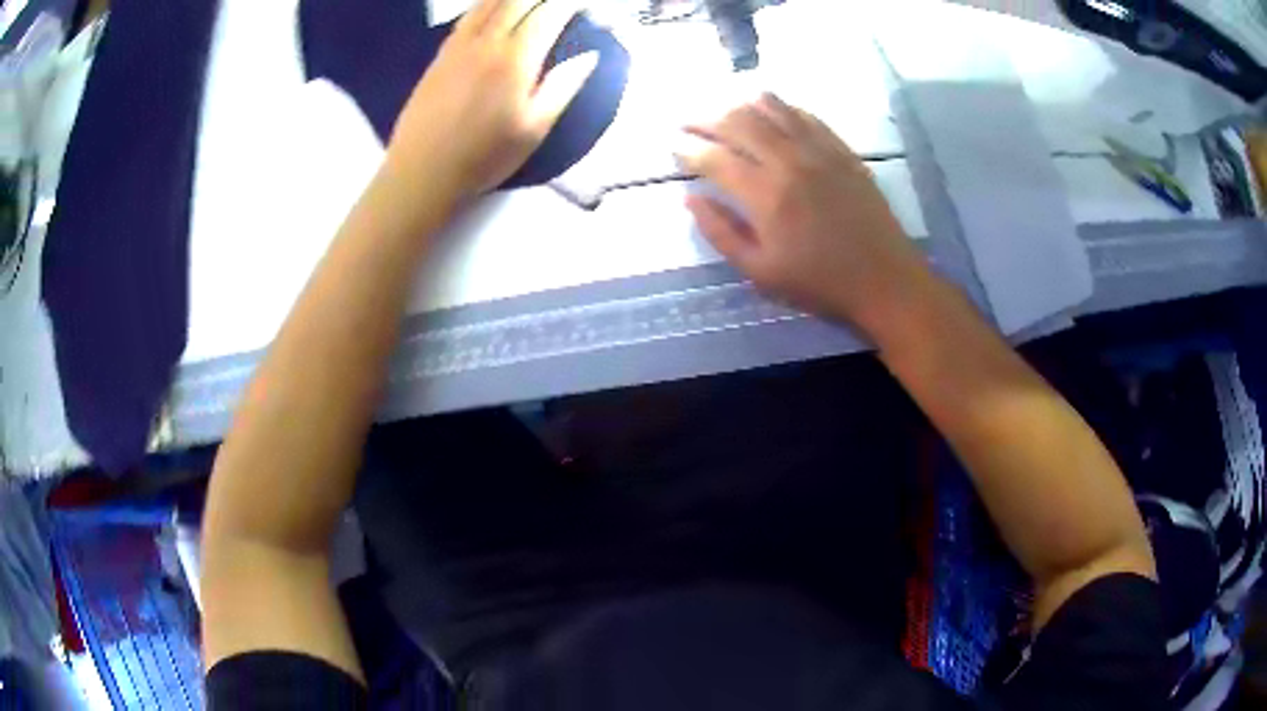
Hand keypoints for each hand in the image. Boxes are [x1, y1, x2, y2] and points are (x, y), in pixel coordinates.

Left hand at [387, 0, 598, 202]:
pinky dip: (486, 3)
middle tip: (559, 3)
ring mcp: (459, 45)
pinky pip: (467, 15)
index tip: (584, 5)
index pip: (548, 14)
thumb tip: (589, 56)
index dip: (570, 4)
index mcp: (515, 59)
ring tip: (530, 1)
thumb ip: (563, 87)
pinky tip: (494, 6)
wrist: (422, 172)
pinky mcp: (441, 54)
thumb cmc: (483, 157)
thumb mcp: (534, 130)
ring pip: (489, 2)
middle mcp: (486, 42)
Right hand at [678, 94, 934, 333]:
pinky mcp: (842, 151)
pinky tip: (771, 108)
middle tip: (689, 122)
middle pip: (740, 124)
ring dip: (742, 105)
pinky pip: (807, 117)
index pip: (715, 159)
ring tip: (725, 109)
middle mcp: (789, 161)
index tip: (673, 146)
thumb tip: (690, 198)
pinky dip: (783, 108)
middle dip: (707, 120)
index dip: (688, 150)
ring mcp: (820, 151)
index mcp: (766, 195)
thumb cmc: (819, 283)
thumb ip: (721, 233)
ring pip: (773, 110)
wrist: (884, 281)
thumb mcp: (760, 272)